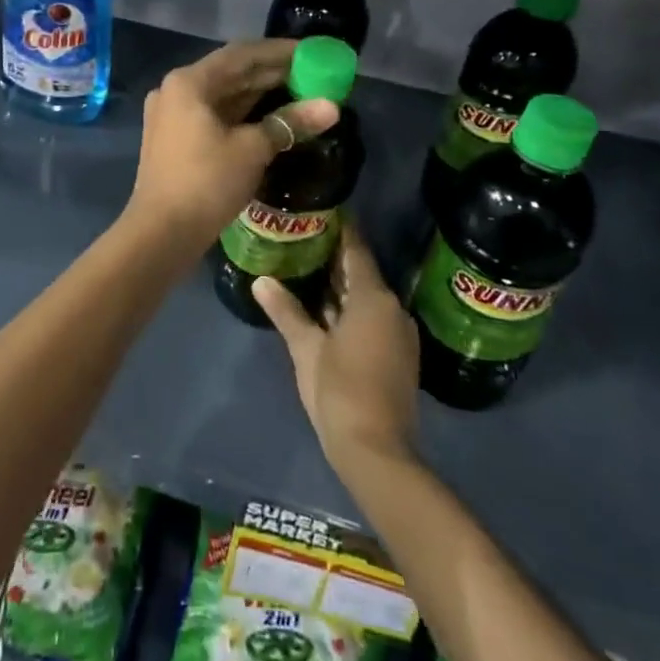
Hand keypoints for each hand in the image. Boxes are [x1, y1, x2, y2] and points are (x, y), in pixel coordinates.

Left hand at [123, 38, 338, 252]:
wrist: (161, 233)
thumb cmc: (206, 182)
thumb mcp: (252, 149)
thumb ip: (289, 122)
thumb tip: (331, 107)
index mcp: (189, 82)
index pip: (241, 54)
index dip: (279, 51)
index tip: (311, 52)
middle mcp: (175, 90)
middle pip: (231, 73)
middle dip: (272, 74)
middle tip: (313, 74)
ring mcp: (172, 115)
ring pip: (223, 96)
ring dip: (259, 94)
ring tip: (300, 94)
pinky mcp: (175, 138)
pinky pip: (214, 115)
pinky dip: (243, 114)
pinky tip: (272, 119)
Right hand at [254, 220, 419, 472]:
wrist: (376, 451)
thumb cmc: (339, 390)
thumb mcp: (306, 348)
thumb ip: (285, 311)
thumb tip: (260, 280)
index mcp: (373, 299)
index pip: (356, 251)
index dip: (342, 229)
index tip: (323, 209)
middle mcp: (392, 309)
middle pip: (362, 273)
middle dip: (336, 258)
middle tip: (304, 237)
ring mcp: (399, 334)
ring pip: (367, 298)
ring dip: (342, 286)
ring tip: (308, 268)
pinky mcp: (398, 355)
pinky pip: (373, 318)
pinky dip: (351, 308)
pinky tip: (325, 309)